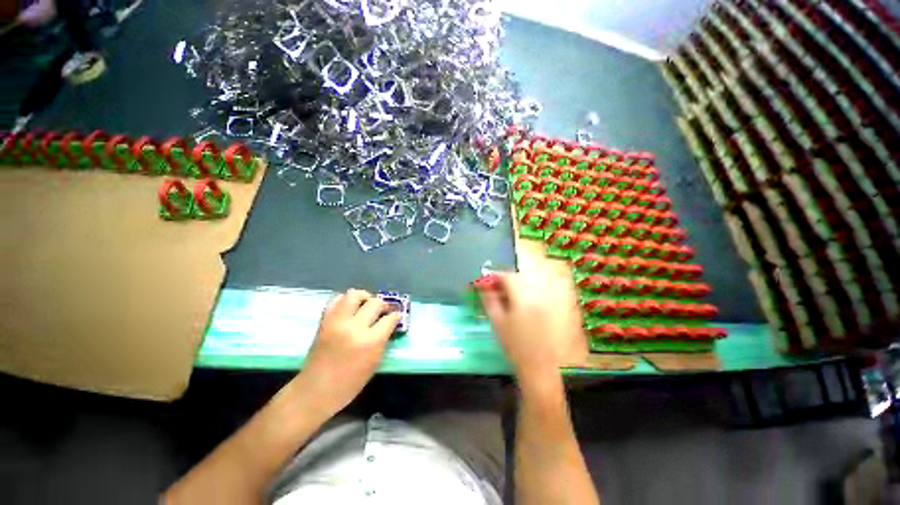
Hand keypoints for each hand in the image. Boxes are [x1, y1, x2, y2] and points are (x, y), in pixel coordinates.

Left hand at [295, 289, 399, 416]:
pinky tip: (350, 308)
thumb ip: (383, 341)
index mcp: (370, 342)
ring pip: (354, 295)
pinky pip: (336, 301)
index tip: (395, 317)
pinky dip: (345, 301)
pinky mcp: (324, 321)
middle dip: (382, 305)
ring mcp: (337, 322)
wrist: (314, 391)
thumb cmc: (349, 385)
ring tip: (366, 304)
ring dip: (364, 297)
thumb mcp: (374, 364)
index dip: (395, 316)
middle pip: (375, 303)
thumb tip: (389, 325)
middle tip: (383, 311)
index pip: (390, 318)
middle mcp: (354, 327)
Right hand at [481, 271, 585, 381]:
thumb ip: (489, 299)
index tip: (486, 283)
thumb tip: (482, 284)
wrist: (543, 368)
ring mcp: (554, 297)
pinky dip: (537, 287)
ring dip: (521, 281)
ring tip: (513, 294)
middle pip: (522, 274)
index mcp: (523, 296)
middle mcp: (541, 292)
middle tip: (499, 289)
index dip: (494, 276)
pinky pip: (550, 286)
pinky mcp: (562, 304)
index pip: (506, 275)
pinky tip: (530, 299)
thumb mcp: (497, 322)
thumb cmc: (516, 346)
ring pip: (536, 277)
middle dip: (507, 278)